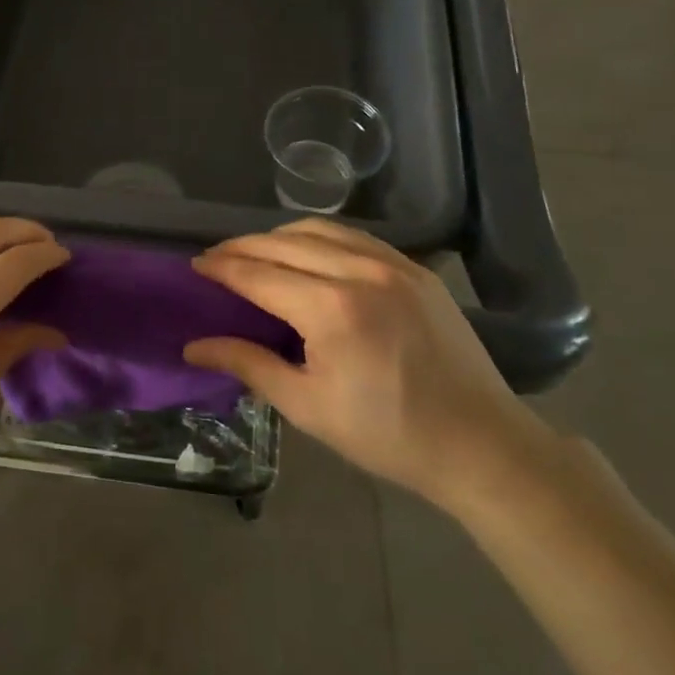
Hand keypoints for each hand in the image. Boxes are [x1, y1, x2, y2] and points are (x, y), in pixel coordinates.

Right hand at [184, 219, 550, 512]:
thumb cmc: (387, 434)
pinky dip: (319, 238)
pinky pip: (354, 237)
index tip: (195, 265)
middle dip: (242, 247)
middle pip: (283, 243)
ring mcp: (394, 264)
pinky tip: (307, 254)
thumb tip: (194, 346)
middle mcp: (360, 271)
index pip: (259, 274)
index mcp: (331, 309)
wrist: (480, 444)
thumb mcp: (307, 406)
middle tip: (216, 259)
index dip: (222, 267)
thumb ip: (248, 364)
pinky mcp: (416, 269)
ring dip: (278, 236)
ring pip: (319, 230)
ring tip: (255, 253)